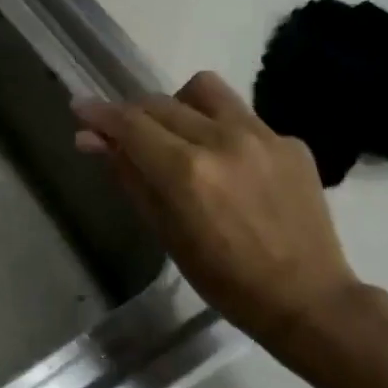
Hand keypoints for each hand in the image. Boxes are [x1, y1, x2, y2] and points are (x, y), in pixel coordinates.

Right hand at [71, 71, 359, 346]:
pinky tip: (228, 164)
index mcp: (187, 171)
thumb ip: (129, 177)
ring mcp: (263, 135)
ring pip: (204, 90)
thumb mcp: (166, 233)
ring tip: (178, 135)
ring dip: (178, 104)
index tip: (80, 107)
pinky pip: (242, 116)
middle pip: (161, 103)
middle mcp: (223, 139)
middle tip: (124, 135)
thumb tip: (91, 140)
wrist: (307, 297)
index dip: (100, 114)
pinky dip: (221, 129)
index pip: (131, 124)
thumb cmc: (225, 280)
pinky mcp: (291, 141)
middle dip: (133, 113)